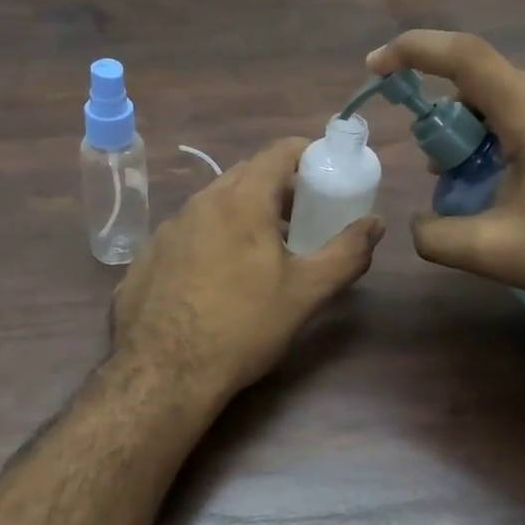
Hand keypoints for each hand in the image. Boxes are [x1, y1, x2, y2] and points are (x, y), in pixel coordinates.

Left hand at [110, 138, 383, 396]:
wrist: (163, 373)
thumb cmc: (243, 327)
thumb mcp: (305, 293)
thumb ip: (346, 253)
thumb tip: (376, 224)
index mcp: (241, 201)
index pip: (278, 152)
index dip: (306, 154)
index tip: (325, 172)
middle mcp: (200, 202)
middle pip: (246, 174)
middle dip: (278, 185)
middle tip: (303, 214)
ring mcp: (167, 228)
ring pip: (214, 202)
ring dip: (243, 211)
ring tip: (263, 247)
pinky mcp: (148, 255)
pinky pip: (188, 230)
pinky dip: (212, 236)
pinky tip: (218, 275)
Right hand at [367, 30, 524, 317]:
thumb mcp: (496, 253)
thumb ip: (437, 236)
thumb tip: (417, 223)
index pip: (465, 55)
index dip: (413, 51)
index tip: (376, 67)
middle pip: (485, 84)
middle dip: (447, 119)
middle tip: (438, 169)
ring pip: (513, 99)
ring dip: (479, 131)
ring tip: (475, 182)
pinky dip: (510, 135)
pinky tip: (516, 181)